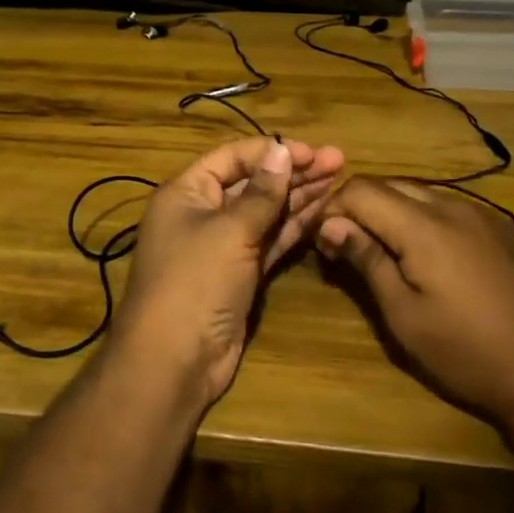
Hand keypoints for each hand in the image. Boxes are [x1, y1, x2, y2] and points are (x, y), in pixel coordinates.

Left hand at [112, 137, 345, 407]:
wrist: (175, 361)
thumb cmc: (195, 282)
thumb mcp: (230, 231)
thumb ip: (262, 193)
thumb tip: (281, 151)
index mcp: (187, 193)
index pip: (233, 158)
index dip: (272, 151)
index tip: (312, 151)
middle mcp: (203, 213)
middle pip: (252, 183)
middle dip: (293, 172)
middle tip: (338, 161)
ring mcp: (223, 246)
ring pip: (265, 212)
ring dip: (298, 196)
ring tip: (338, 180)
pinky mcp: (240, 274)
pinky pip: (269, 241)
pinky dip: (293, 227)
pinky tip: (322, 210)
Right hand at [315, 178, 513, 427]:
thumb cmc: (465, 350)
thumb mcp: (404, 314)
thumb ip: (367, 260)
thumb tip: (331, 225)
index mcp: (422, 225)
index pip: (360, 188)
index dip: (333, 209)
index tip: (325, 245)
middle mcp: (450, 205)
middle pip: (388, 185)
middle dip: (359, 208)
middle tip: (348, 248)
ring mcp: (481, 214)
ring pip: (419, 193)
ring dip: (392, 212)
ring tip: (385, 252)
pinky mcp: (501, 228)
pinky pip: (449, 207)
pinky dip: (423, 219)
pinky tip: (428, 256)